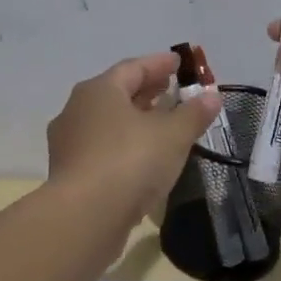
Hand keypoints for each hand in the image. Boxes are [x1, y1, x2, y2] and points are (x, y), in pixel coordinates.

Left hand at [47, 51, 221, 228]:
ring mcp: (69, 143)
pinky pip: (102, 148)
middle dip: (146, 90)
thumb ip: (193, 114)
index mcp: (99, 90)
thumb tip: (211, 96)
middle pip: (117, 93)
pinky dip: (124, 144)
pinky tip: (142, 157)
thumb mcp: (173, 136)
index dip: (159, 64)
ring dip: (134, 119)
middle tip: (171, 90)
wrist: (84, 217)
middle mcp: (77, 110)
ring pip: (107, 122)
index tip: (179, 63)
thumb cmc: (130, 162)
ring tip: (161, 124)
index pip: (133, 67)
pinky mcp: (69, 173)